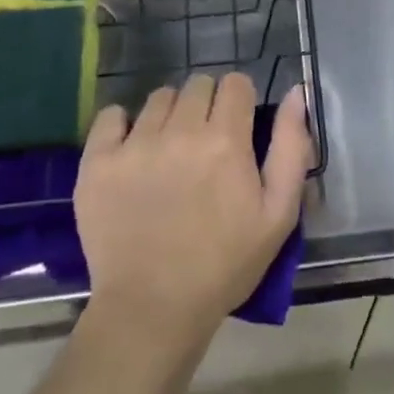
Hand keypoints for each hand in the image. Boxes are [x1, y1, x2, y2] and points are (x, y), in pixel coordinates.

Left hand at [75, 73, 310, 350]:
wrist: (152, 310)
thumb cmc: (224, 264)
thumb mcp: (278, 213)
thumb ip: (291, 146)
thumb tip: (296, 92)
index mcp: (226, 140)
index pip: (235, 83)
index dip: (240, 100)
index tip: (238, 126)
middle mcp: (180, 131)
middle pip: (197, 84)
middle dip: (207, 104)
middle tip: (205, 142)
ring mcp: (134, 145)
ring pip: (158, 98)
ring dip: (170, 114)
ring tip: (169, 150)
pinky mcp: (97, 163)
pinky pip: (111, 115)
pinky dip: (123, 124)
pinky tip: (132, 149)